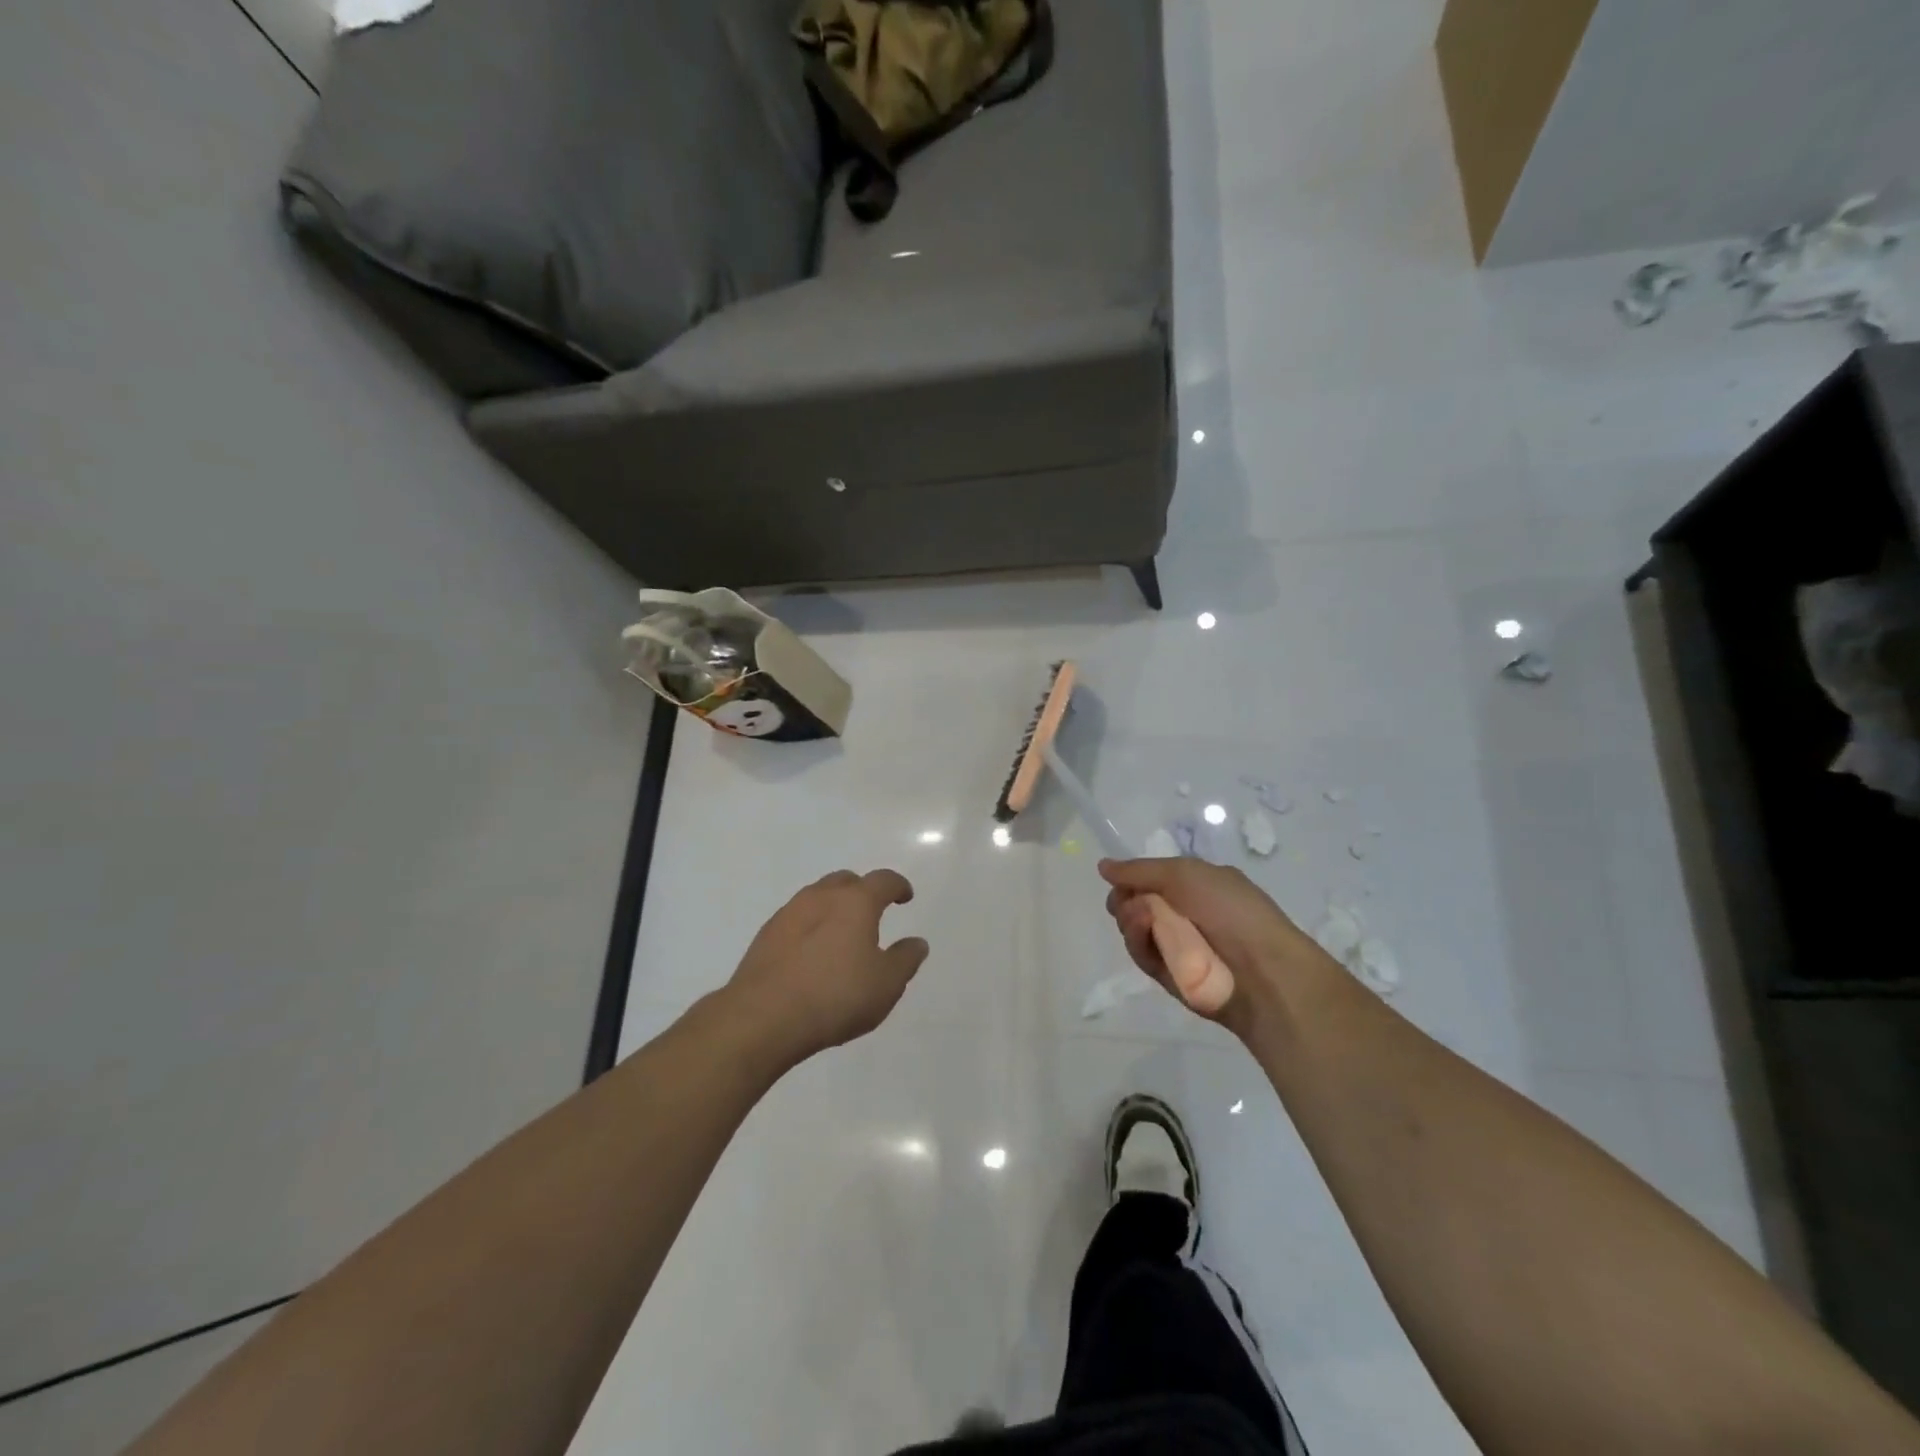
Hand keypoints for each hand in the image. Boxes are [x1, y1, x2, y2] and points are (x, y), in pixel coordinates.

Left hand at [724, 869, 929, 1065]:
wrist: (763, 1017)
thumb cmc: (835, 996)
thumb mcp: (886, 985)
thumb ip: (905, 959)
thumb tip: (917, 942)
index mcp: (856, 902)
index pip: (883, 881)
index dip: (898, 886)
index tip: (905, 897)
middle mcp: (821, 897)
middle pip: (846, 881)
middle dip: (863, 891)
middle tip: (872, 914)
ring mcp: (789, 913)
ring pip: (818, 897)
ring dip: (833, 907)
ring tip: (841, 935)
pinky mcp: (765, 935)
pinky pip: (796, 919)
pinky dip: (810, 927)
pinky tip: (811, 954)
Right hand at [1099, 858, 1333, 1033]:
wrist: (1261, 970)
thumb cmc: (1230, 910)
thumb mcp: (1185, 873)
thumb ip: (1140, 869)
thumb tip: (1102, 866)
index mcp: (1194, 887)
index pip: (1149, 880)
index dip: (1130, 879)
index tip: (1119, 879)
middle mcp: (1183, 914)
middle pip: (1133, 903)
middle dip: (1125, 898)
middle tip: (1132, 900)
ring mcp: (1174, 945)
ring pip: (1132, 928)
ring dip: (1130, 918)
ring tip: (1144, 917)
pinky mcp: (1167, 975)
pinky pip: (1140, 953)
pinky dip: (1137, 940)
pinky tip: (1144, 931)